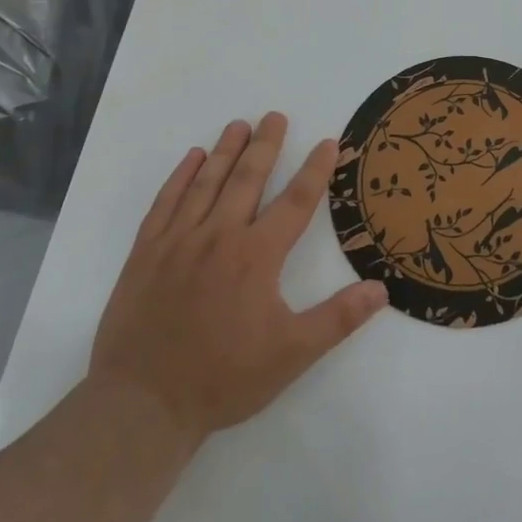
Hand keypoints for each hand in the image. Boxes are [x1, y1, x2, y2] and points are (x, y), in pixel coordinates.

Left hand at [89, 112, 387, 445]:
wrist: (140, 405)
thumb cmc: (221, 378)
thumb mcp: (291, 355)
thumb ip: (338, 319)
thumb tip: (381, 289)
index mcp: (256, 256)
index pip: (295, 202)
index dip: (315, 170)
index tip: (328, 142)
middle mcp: (219, 236)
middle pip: (248, 179)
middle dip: (266, 145)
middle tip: (275, 116)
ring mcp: (178, 241)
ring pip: (207, 183)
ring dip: (226, 151)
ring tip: (239, 124)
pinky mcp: (146, 253)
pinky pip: (165, 202)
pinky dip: (180, 176)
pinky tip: (192, 158)